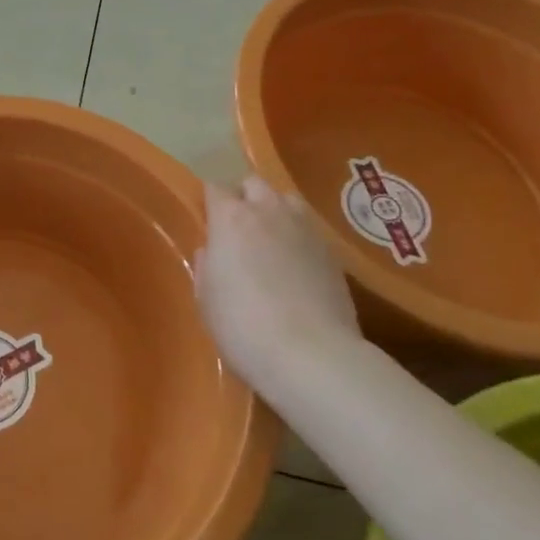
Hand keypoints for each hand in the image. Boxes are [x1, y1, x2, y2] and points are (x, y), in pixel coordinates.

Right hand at [197, 177, 360, 389]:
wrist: (311, 355)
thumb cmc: (242, 325)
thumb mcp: (206, 298)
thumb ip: (206, 265)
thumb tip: (212, 250)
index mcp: (231, 219)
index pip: (215, 187)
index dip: (210, 201)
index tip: (206, 219)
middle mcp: (269, 212)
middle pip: (254, 184)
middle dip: (244, 197)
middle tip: (237, 228)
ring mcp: (306, 229)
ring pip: (287, 201)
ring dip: (275, 211)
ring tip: (270, 239)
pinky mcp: (333, 252)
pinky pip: (309, 230)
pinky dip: (298, 238)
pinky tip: (295, 266)